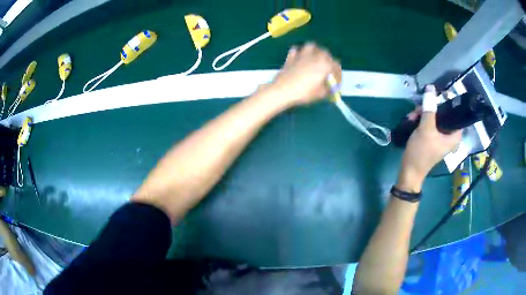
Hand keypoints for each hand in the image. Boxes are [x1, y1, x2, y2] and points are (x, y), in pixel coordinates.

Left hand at [269, 43, 341, 106]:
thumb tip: (330, 87)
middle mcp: (315, 56)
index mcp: (325, 64)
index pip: (336, 67)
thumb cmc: (304, 92)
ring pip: (311, 47)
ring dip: (315, 51)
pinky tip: (299, 58)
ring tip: (315, 58)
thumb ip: (328, 89)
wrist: (283, 90)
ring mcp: (301, 55)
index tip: (337, 83)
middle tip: (328, 70)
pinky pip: (296, 51)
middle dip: (329, 61)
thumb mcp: (321, 94)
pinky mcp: (291, 57)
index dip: (338, 75)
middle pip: (326, 54)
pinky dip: (299, 53)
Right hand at [397, 85, 461, 192]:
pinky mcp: (433, 139)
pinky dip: (421, 120)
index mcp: (454, 136)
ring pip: (435, 118)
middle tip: (419, 108)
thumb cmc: (421, 152)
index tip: (438, 94)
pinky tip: (412, 120)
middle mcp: (450, 136)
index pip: (456, 113)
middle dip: (430, 109)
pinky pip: (430, 124)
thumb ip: (429, 108)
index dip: (448, 102)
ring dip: (423, 114)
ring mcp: (441, 137)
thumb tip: (431, 88)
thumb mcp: (426, 128)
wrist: (409, 171)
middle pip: (443, 114)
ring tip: (412, 116)